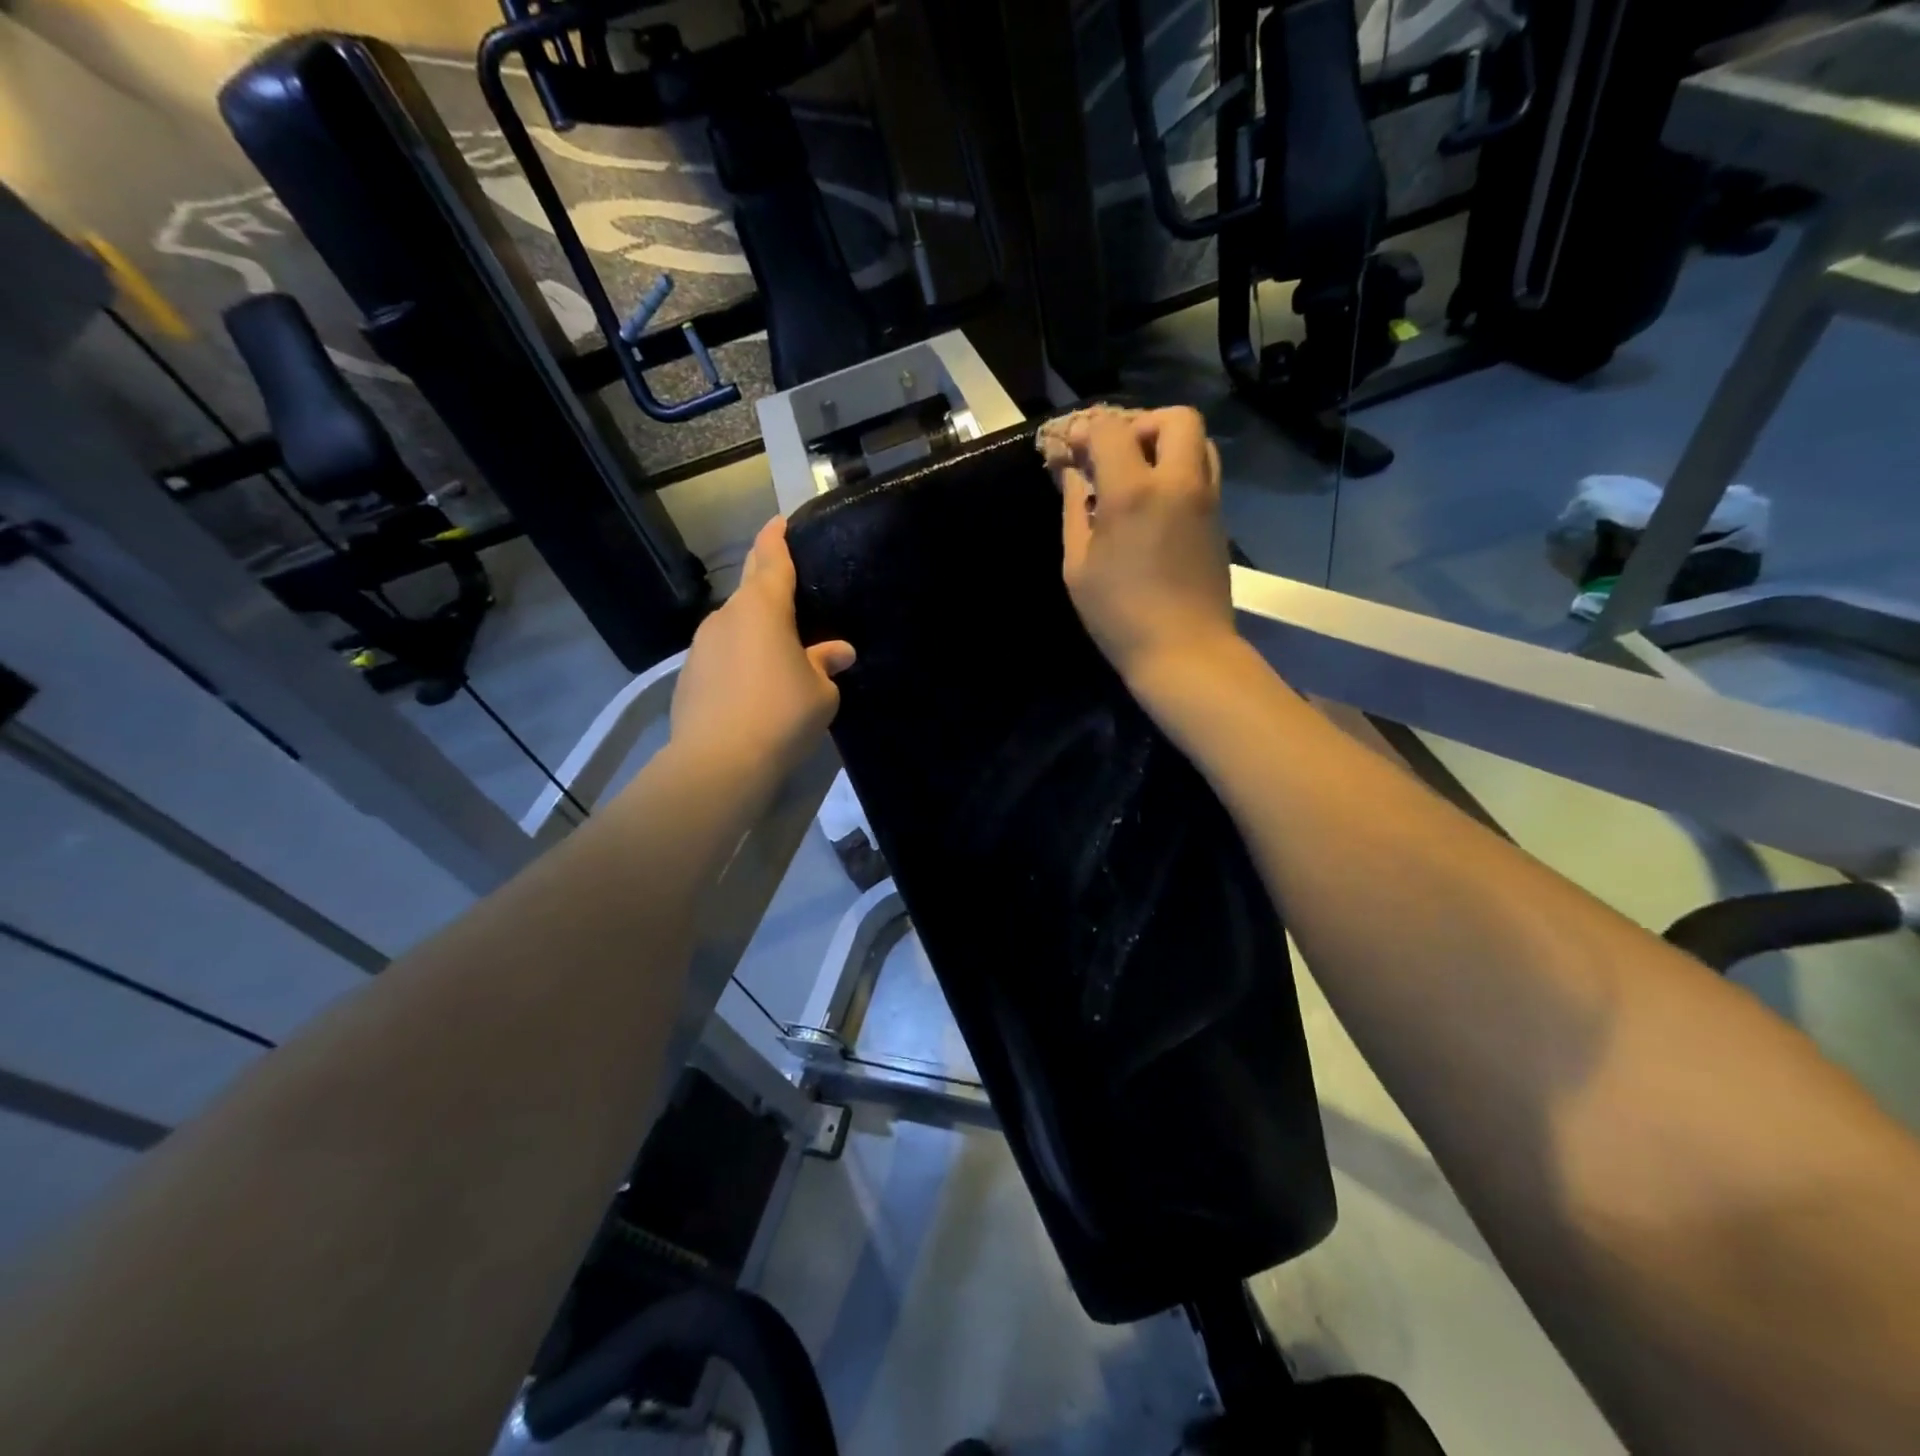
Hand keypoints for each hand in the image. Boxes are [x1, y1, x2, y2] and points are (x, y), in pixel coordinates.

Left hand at [670, 516, 854, 779]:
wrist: (718, 762)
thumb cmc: (781, 715)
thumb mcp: (821, 692)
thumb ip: (826, 664)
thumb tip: (838, 651)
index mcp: (762, 608)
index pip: (771, 559)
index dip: (777, 538)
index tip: (780, 521)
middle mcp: (726, 617)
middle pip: (749, 587)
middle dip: (765, 578)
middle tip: (786, 580)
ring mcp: (701, 646)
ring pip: (734, 625)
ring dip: (754, 628)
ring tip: (777, 648)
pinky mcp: (688, 676)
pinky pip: (721, 655)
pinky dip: (738, 658)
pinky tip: (752, 684)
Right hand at [1056, 406, 1236, 686]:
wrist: (1184, 650)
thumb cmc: (1119, 615)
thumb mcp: (1078, 566)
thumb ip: (1075, 511)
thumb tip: (1074, 477)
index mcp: (1133, 492)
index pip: (1112, 431)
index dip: (1088, 431)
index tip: (1074, 448)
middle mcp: (1177, 482)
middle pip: (1175, 418)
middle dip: (1142, 424)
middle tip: (1118, 454)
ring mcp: (1206, 499)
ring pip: (1198, 441)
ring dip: (1167, 444)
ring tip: (1139, 475)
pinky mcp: (1219, 519)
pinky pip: (1204, 472)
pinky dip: (1180, 470)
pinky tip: (1156, 503)